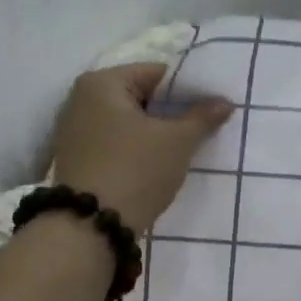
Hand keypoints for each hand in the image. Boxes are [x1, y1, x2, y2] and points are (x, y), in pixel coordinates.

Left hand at [47, 64, 233, 232]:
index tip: (211, 106)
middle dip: (172, 111)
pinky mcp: (77, 157)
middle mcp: (81, 98)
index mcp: (102, 83)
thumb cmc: (136, 170)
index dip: (189, 88)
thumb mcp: (177, 141)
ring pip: (129, 121)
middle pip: (141, 96)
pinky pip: (116, 140)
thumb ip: (203, 117)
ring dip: (156, 131)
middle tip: (203, 127)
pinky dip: (138, 146)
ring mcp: (75, 129)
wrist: (90, 227)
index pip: (157, 73)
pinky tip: (158, 162)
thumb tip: (225, 101)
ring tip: (185, 146)